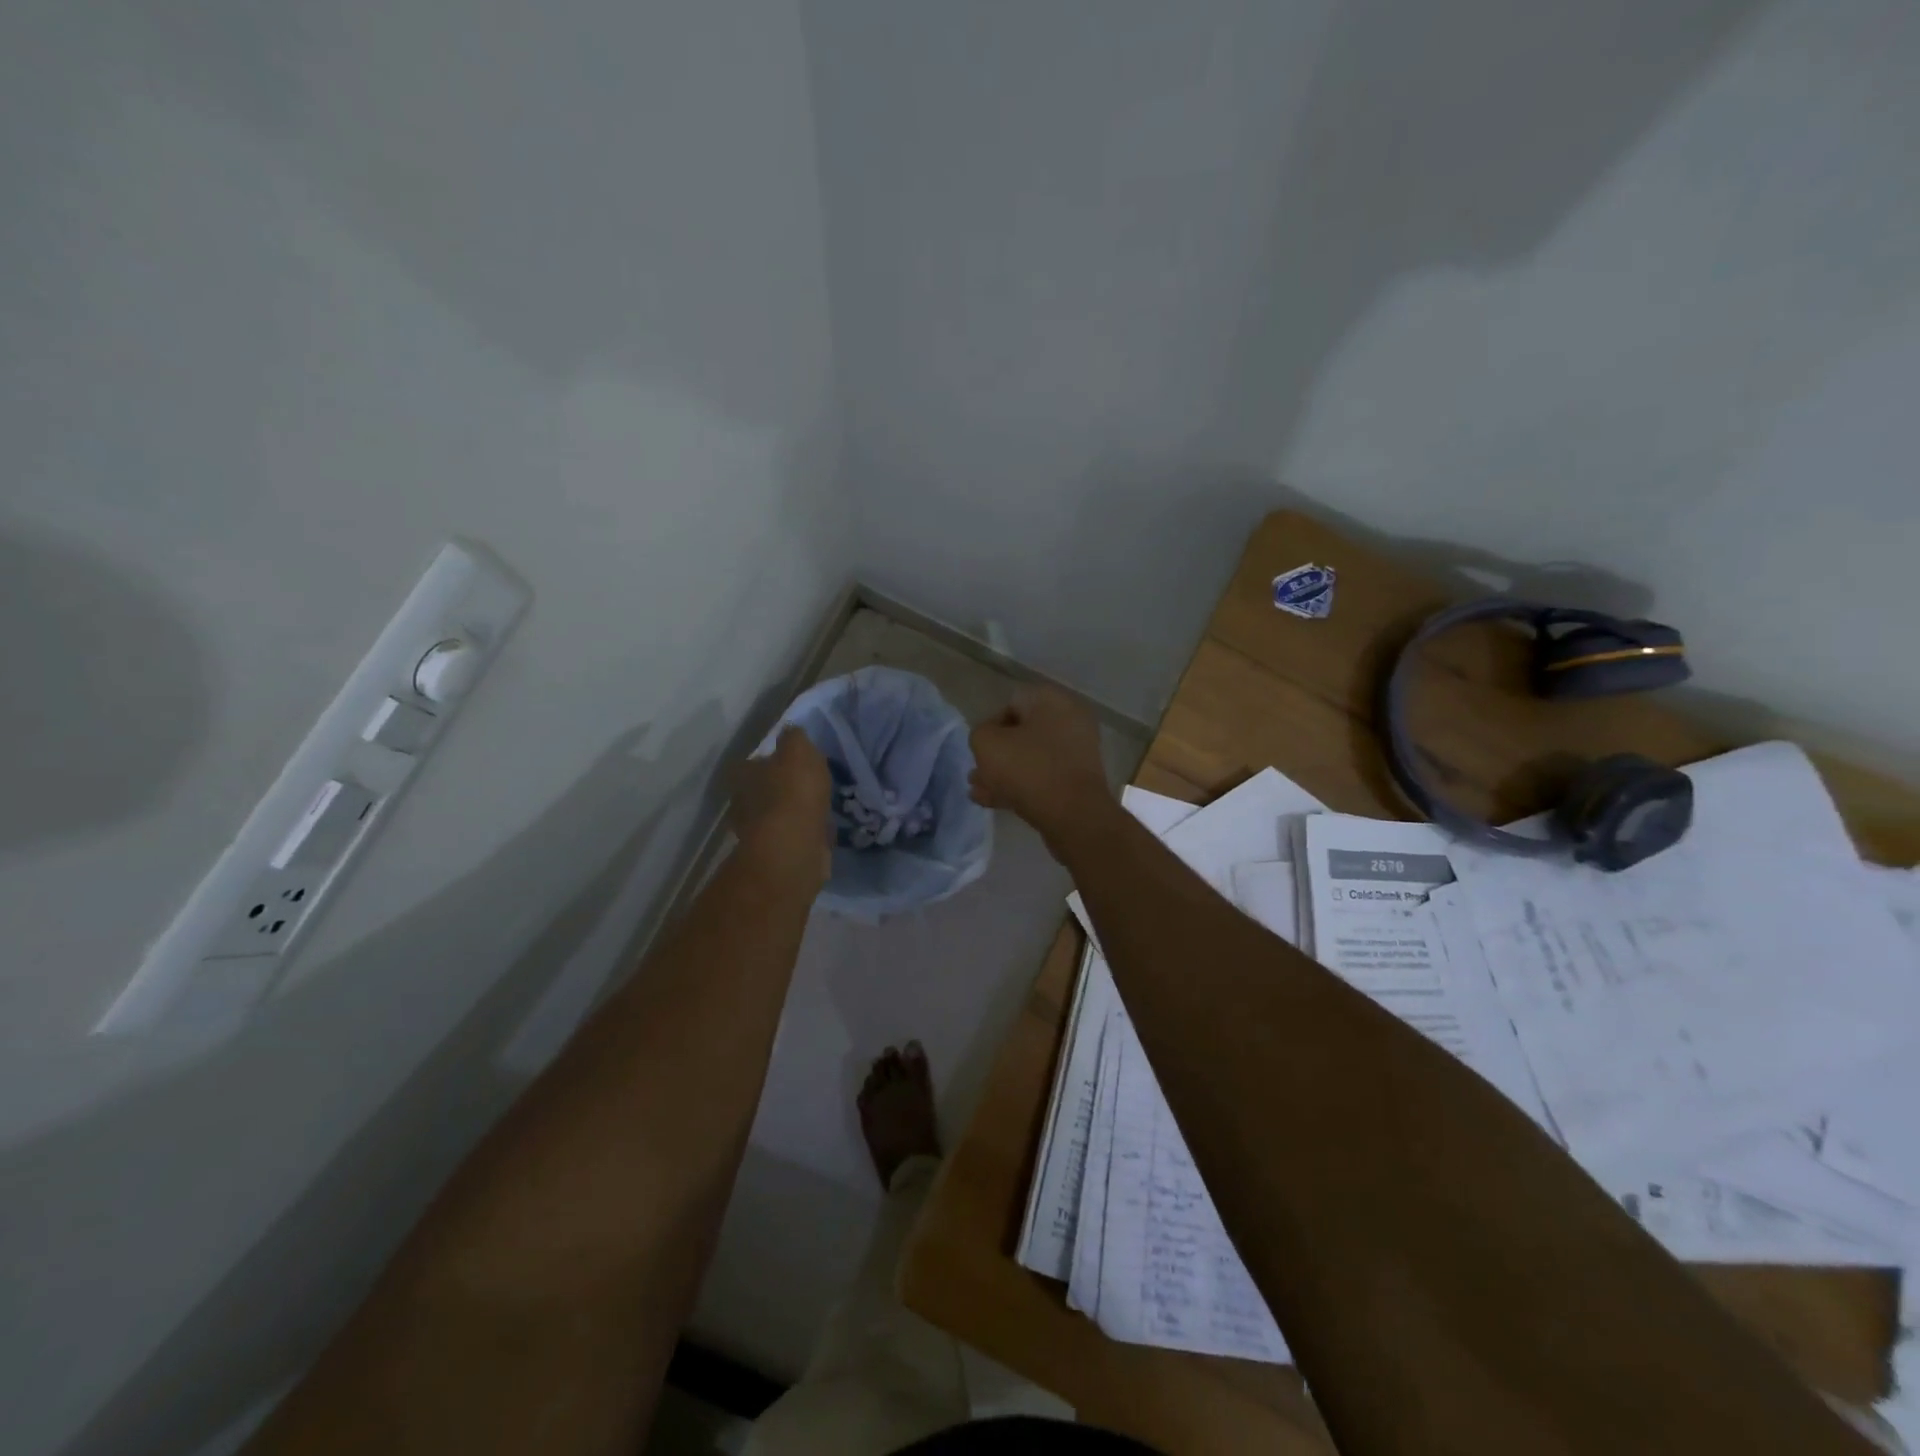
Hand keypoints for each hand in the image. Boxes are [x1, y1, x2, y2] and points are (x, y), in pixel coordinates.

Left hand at [733, 727, 831, 888]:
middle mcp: (742, 801)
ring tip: (819, 805)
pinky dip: (802, 831)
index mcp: (742, 774)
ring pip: (776, 813)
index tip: (794, 761)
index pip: (753, 761)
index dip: (773, 759)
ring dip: (793, 810)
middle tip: (809, 783)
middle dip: (782, 786)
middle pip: (762, 788)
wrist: (795, 847)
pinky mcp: (775, 853)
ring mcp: (757, 831)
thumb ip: (795, 737)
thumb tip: (791, 731)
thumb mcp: (799, 750)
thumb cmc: (794, 792)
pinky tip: (820, 827)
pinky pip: (791, 834)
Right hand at [969, 686, 1113, 845]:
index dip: (990, 726)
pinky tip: (994, 802)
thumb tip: (990, 741)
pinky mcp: (1079, 779)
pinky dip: (1021, 785)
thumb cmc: (1028, 769)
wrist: (1073, 815)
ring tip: (980, 792)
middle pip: (1022, 733)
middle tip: (977, 773)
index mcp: (1052, 700)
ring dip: (1004, 773)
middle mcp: (1070, 719)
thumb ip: (980, 734)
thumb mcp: (987, 743)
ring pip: (1031, 757)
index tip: (981, 750)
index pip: (1012, 703)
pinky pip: (1044, 776)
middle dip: (997, 754)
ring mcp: (1078, 751)